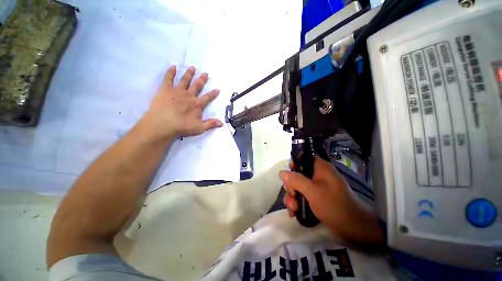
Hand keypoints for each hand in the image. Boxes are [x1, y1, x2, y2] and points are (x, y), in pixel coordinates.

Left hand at [146, 65, 222, 137]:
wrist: (163, 124)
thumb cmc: (182, 127)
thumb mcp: (199, 128)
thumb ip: (210, 124)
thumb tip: (222, 123)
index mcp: (197, 104)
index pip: (208, 97)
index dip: (213, 94)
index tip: (217, 89)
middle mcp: (189, 95)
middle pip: (197, 86)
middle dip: (202, 80)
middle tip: (205, 73)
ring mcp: (177, 91)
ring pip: (185, 80)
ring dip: (189, 74)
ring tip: (192, 67)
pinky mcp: (165, 89)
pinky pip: (168, 78)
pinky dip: (171, 72)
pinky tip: (173, 66)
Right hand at [279, 156, 383, 244]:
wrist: (353, 228)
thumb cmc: (334, 205)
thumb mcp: (312, 191)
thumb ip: (296, 180)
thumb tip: (281, 172)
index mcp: (319, 167)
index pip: (303, 159)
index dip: (293, 166)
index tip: (288, 177)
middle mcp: (317, 174)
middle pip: (297, 174)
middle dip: (291, 186)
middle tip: (293, 196)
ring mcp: (316, 186)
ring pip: (298, 186)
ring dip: (292, 197)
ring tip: (293, 209)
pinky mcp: (316, 197)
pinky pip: (302, 195)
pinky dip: (296, 203)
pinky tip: (294, 212)